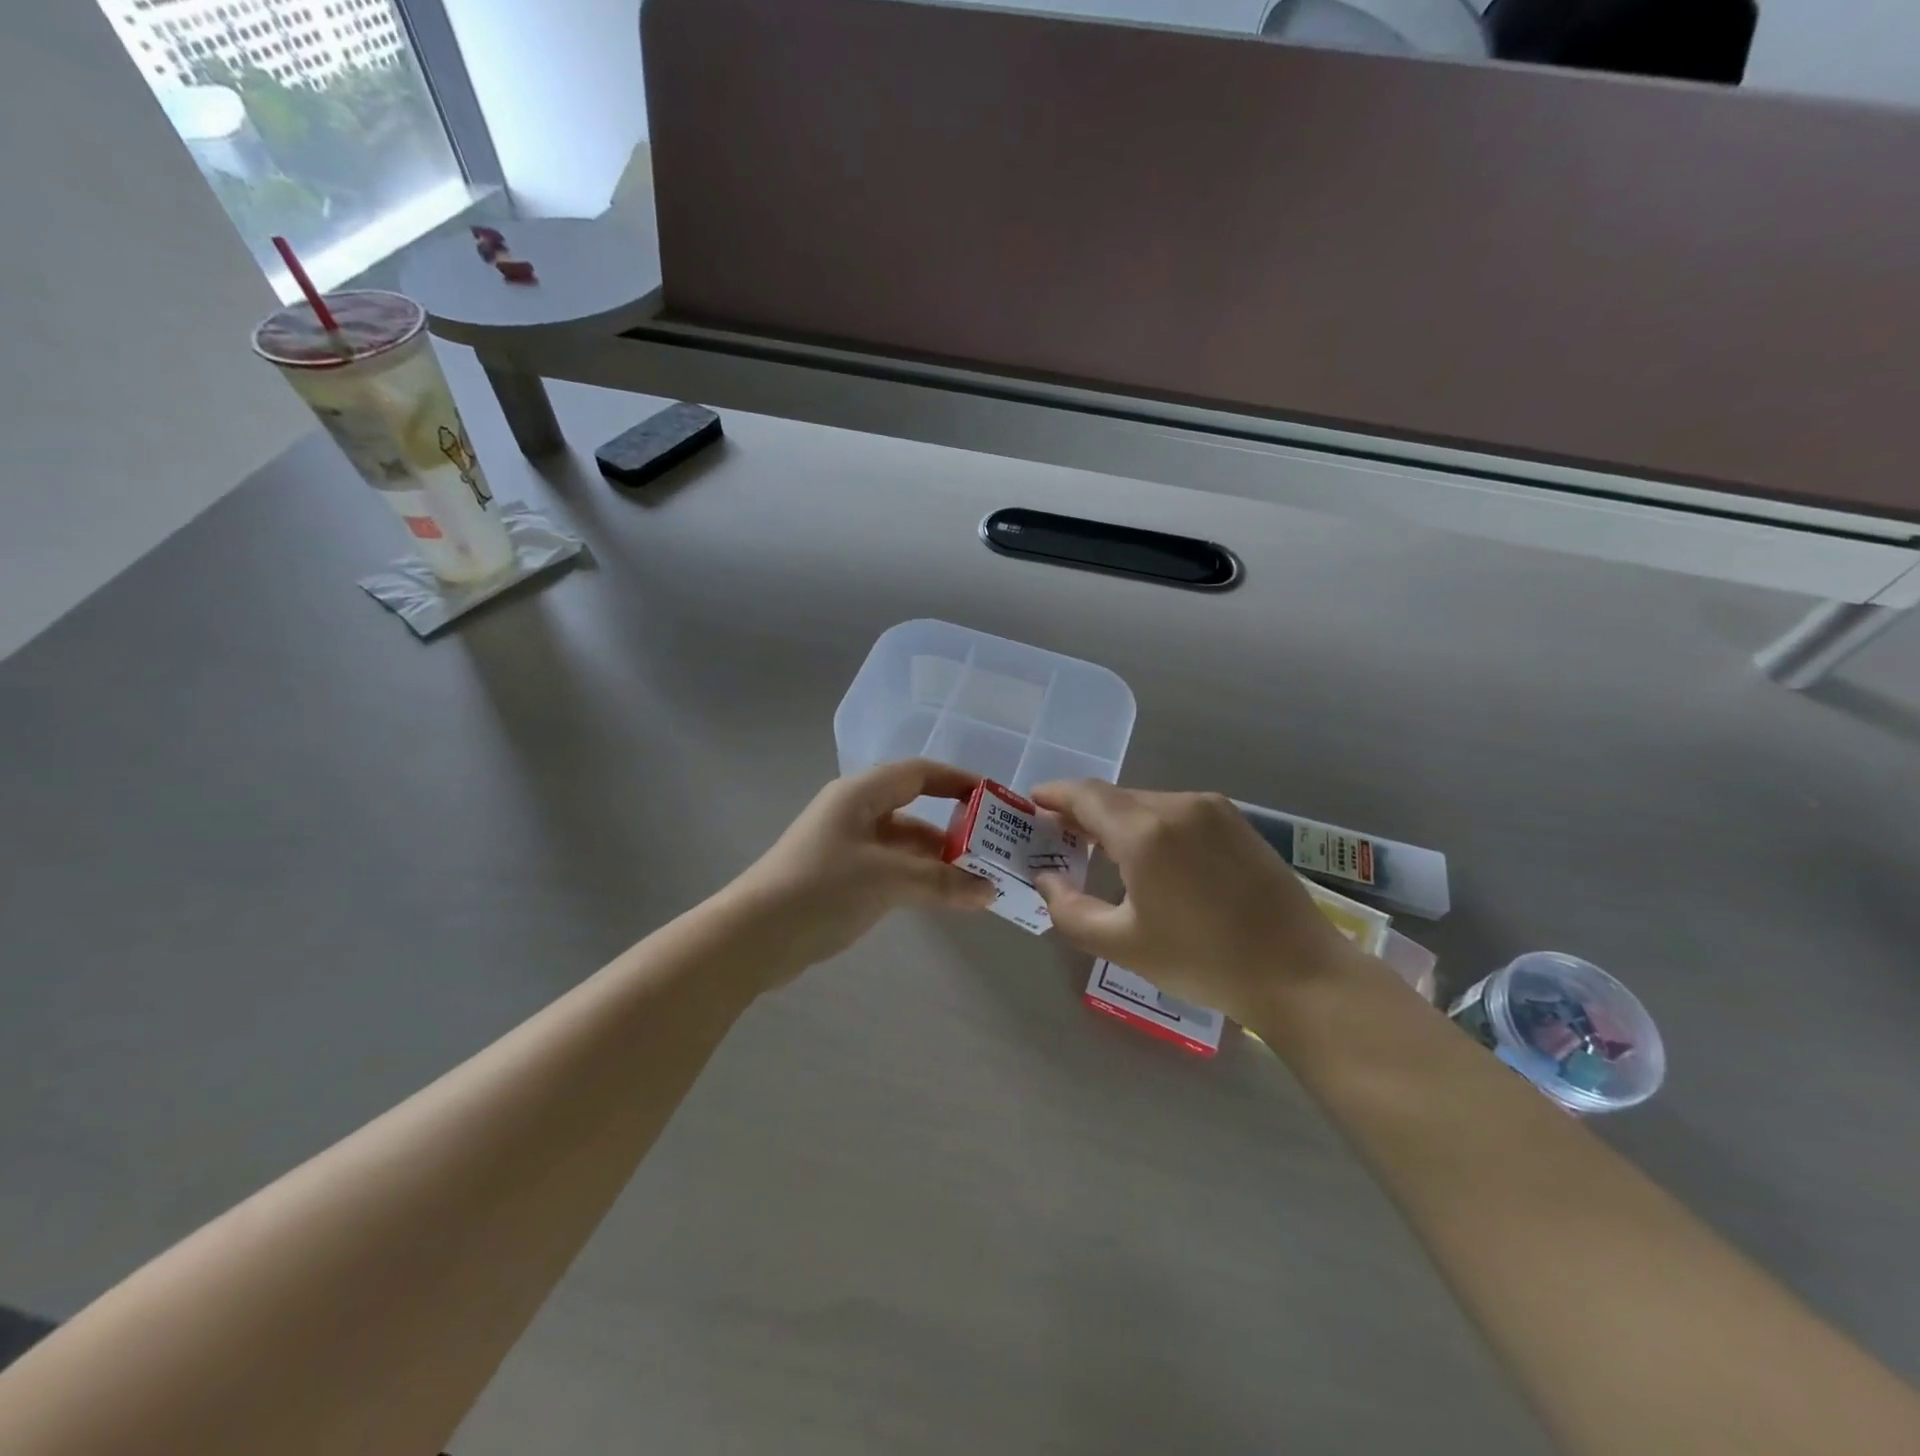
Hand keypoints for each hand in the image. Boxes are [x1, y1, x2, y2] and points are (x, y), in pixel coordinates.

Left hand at [734, 759, 998, 973]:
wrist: (752, 937)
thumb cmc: (820, 890)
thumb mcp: (886, 880)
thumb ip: (941, 882)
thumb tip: (990, 891)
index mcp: (860, 795)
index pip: (919, 773)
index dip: (959, 782)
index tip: (995, 800)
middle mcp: (854, 812)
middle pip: (914, 809)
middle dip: (954, 828)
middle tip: (993, 850)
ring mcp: (846, 845)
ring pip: (904, 843)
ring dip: (938, 859)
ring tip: (977, 880)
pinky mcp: (842, 876)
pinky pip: (891, 867)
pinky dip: (918, 877)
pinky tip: (943, 897)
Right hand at [1031, 781, 1362, 1025]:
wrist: (1297, 970)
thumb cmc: (1202, 960)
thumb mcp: (1122, 944)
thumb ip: (1069, 909)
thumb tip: (1047, 878)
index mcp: (1144, 831)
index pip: (1085, 795)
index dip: (1054, 795)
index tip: (1032, 803)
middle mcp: (1176, 805)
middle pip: (1114, 797)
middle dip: (1082, 812)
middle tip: (1061, 837)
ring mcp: (1211, 809)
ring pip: (1146, 803)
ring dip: (1118, 820)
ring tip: (1102, 851)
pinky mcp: (1235, 821)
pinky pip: (1176, 812)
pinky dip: (1150, 825)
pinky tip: (1150, 857)